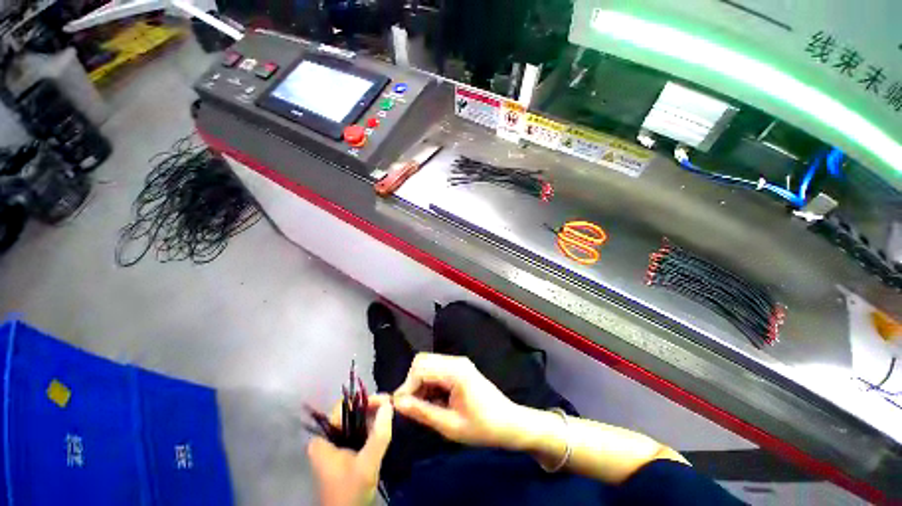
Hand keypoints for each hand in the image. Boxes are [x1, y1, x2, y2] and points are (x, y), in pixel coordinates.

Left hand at [307, 394, 392, 505]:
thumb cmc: (350, 493)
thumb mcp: (366, 465)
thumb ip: (378, 435)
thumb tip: (389, 403)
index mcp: (322, 440)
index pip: (343, 407)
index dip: (364, 400)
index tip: (385, 400)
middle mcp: (326, 440)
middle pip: (351, 414)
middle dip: (372, 408)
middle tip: (391, 406)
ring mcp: (335, 448)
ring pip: (356, 424)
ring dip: (374, 419)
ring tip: (391, 413)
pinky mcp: (345, 455)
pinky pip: (359, 434)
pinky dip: (372, 430)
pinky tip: (385, 428)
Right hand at [392, 353, 522, 448]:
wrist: (509, 424)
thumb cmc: (482, 428)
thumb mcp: (450, 425)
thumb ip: (422, 412)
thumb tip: (397, 404)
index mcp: (455, 371)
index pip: (420, 368)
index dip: (406, 387)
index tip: (399, 408)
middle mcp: (456, 361)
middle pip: (423, 361)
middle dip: (412, 383)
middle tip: (411, 407)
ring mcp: (459, 363)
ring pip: (428, 365)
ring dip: (421, 384)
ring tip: (424, 408)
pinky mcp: (460, 368)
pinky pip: (437, 370)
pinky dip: (430, 383)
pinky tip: (434, 401)